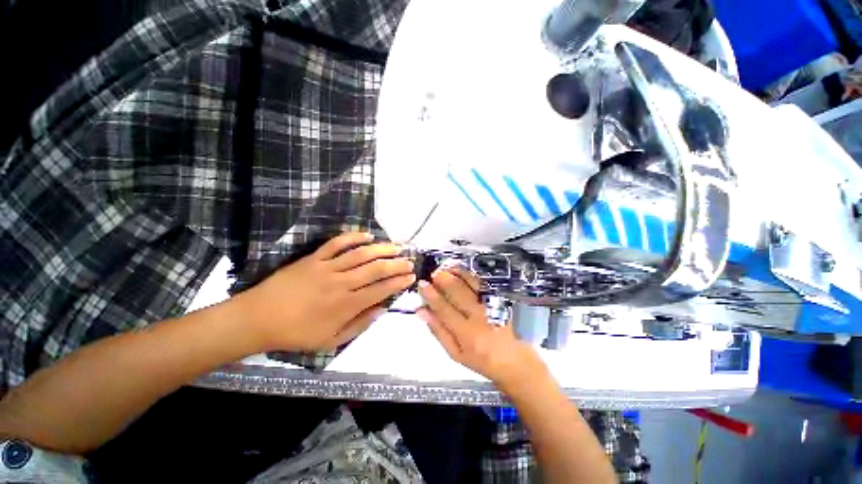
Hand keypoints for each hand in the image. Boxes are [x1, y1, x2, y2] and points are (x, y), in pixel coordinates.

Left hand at [237, 232, 415, 350]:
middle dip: (396, 264)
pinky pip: (336, 243)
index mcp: (346, 305)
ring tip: (396, 247)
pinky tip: (367, 235)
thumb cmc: (297, 333)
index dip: (399, 282)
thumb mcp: (331, 340)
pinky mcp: (314, 258)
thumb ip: (360, 324)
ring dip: (381, 249)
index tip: (411, 277)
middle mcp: (341, 283)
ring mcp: (327, 268)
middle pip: (375, 269)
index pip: (381, 290)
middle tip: (409, 261)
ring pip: (360, 254)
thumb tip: (381, 308)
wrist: (258, 318)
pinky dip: (353, 237)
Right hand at [417, 268, 548, 393]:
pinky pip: (482, 284)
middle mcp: (479, 317)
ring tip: (446, 268)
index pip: (444, 309)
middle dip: (444, 280)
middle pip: (459, 293)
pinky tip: (461, 271)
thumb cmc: (480, 360)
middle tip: (433, 273)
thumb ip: (438, 331)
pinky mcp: (498, 301)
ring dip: (457, 274)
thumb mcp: (454, 352)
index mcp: (466, 333)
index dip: (431, 295)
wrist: (512, 360)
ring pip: (471, 285)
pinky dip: (470, 275)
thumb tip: (421, 311)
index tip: (422, 284)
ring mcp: (490, 306)